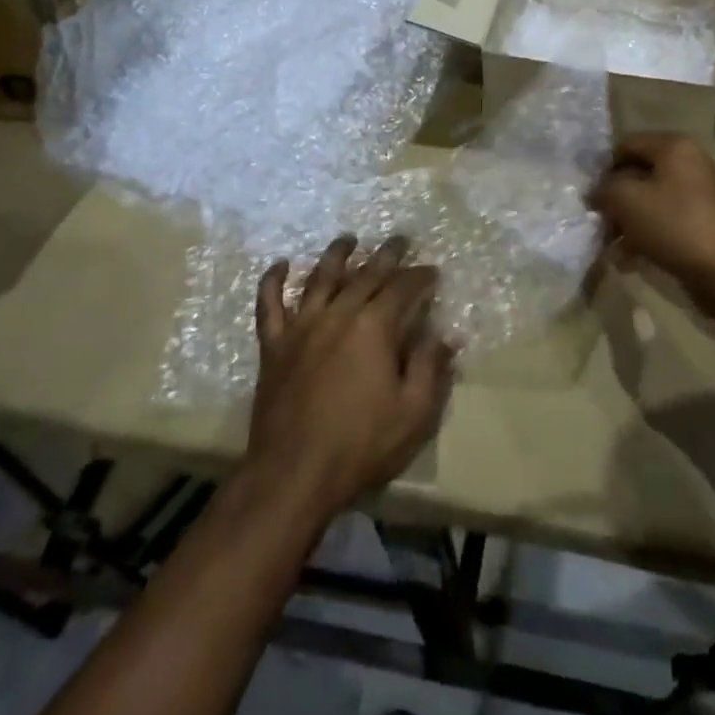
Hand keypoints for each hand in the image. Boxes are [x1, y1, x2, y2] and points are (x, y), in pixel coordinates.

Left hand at [247, 235, 456, 519]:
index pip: (404, 289)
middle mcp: (338, 314)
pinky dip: (273, 281)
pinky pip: (269, 305)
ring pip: (320, 278)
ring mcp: (302, 327)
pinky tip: (281, 265)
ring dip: (337, 254)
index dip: (421, 277)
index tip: (433, 271)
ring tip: (348, 239)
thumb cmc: (361, 445)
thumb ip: (431, 368)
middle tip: (400, 240)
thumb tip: (445, 335)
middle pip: (366, 274)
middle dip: (387, 255)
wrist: (293, 475)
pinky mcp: (274, 346)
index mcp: (375, 327)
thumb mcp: (414, 413)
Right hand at [588, 133, 714, 313]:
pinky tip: (630, 259)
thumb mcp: (628, 201)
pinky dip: (647, 236)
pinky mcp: (705, 224)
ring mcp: (700, 195)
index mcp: (675, 147)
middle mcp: (691, 164)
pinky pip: (666, 222)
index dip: (603, 168)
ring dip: (628, 221)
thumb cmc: (676, 226)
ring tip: (611, 246)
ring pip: (651, 201)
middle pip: (639, 174)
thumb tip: (595, 191)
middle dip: (615, 199)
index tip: (588, 195)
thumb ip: (604, 189)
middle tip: (597, 223)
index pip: (626, 145)